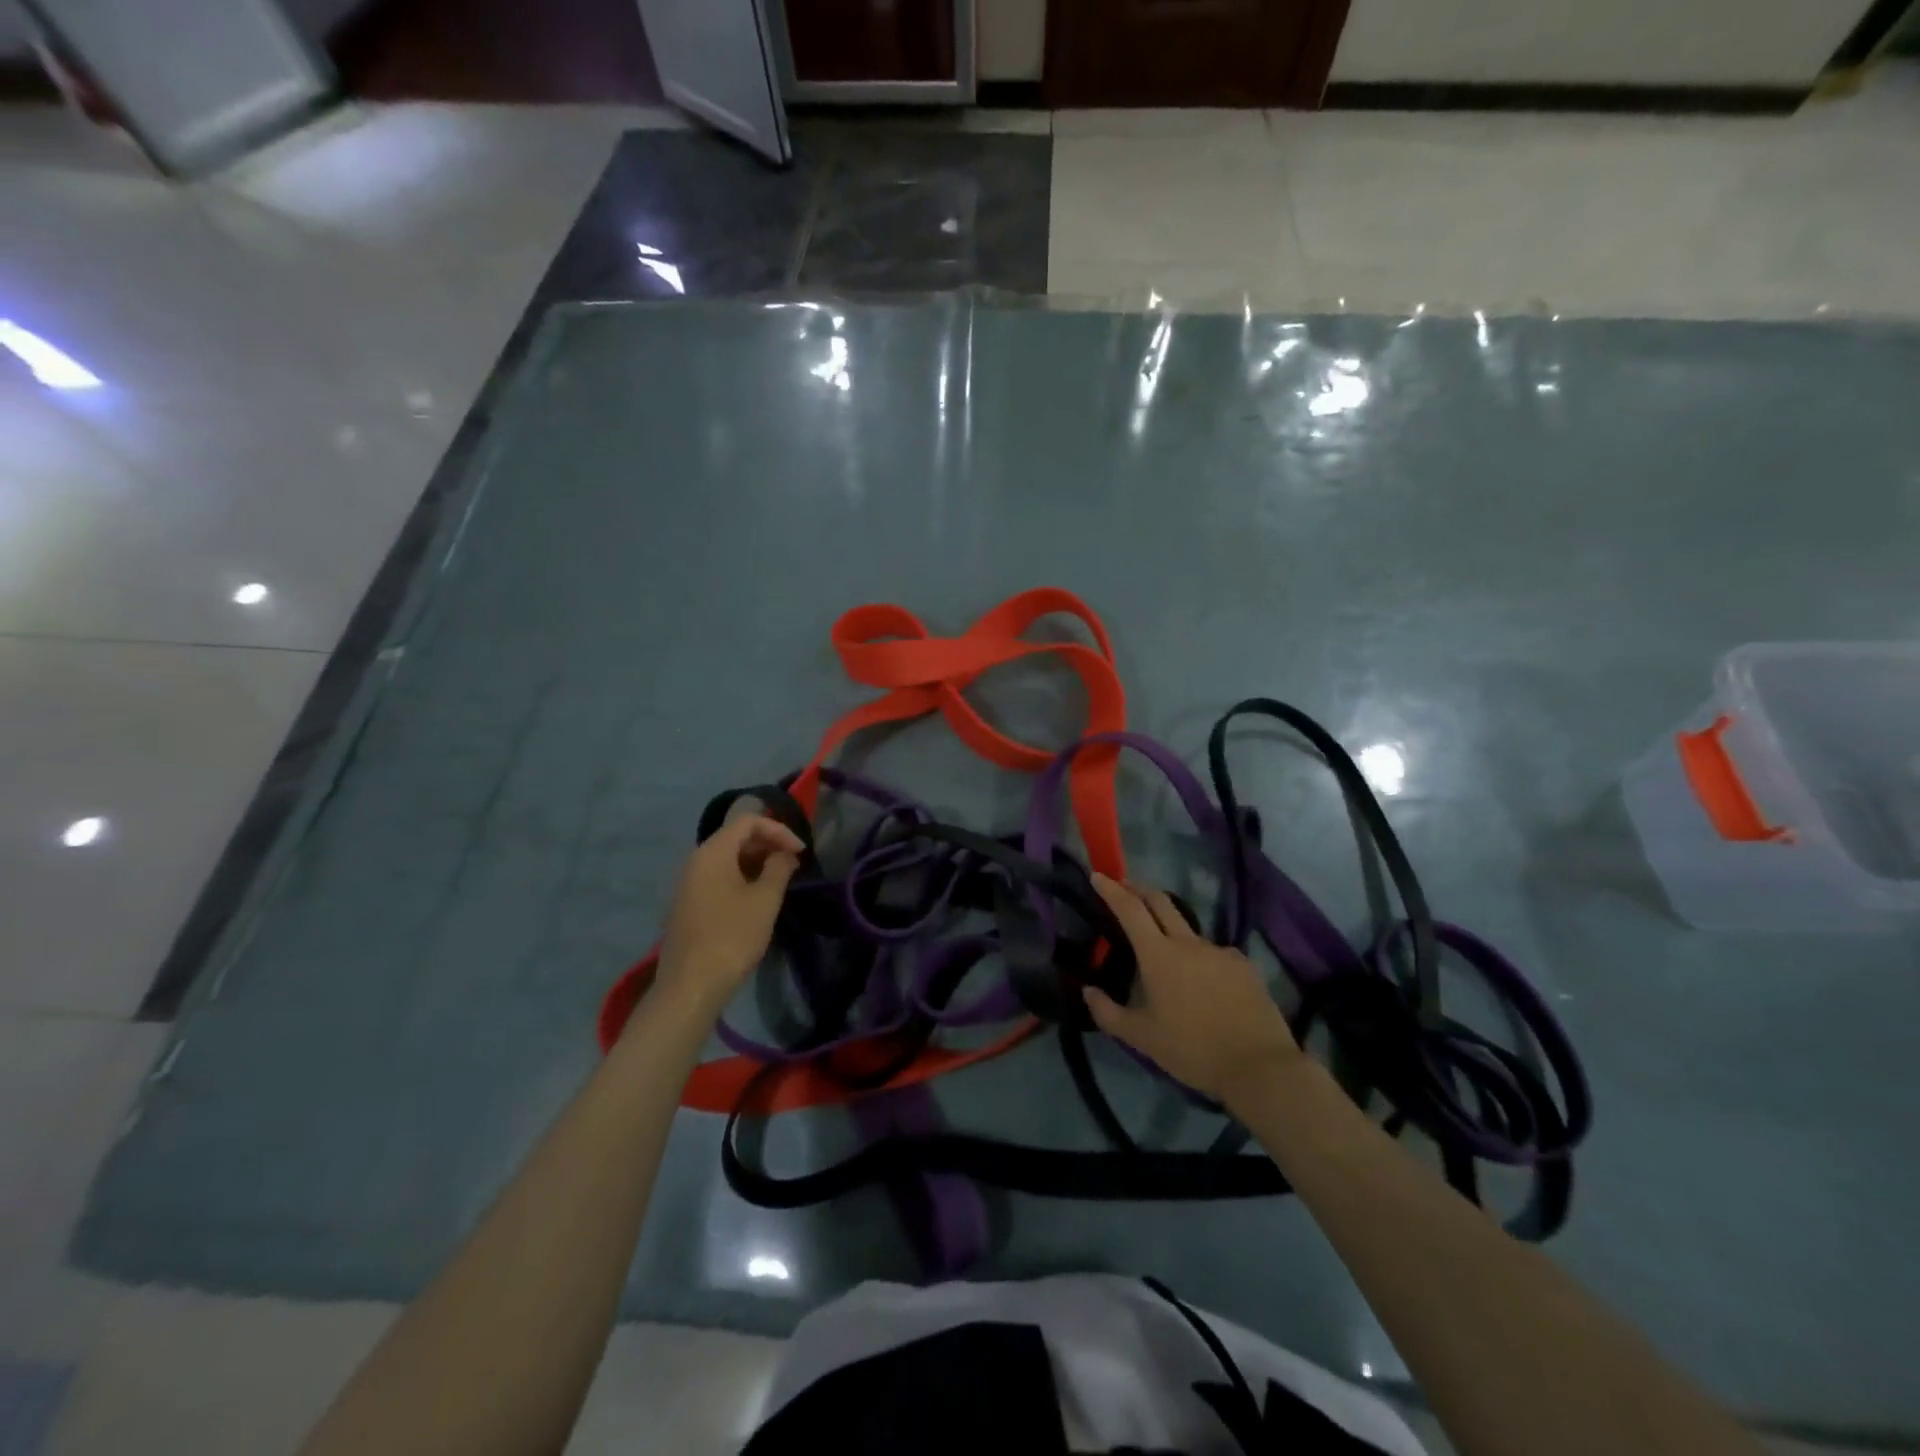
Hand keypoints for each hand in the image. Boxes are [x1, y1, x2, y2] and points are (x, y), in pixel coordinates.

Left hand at [656, 814, 803, 1013]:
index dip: (779, 830)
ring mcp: (688, 884)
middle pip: (735, 837)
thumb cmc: (732, 936)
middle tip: (794, 865)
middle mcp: (696, 861)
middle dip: (768, 845)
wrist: (690, 986)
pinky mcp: (689, 905)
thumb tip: (782, 854)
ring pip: (727, 859)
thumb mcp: (765, 900)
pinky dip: (742, 878)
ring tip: (781, 880)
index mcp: (712, 852)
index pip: (748, 821)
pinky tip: (758, 898)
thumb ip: (778, 868)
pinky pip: (719, 878)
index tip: (801, 852)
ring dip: (757, 863)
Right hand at [1084, 873, 1302, 1108]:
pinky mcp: (1243, 965)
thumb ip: (1108, 1013)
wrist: (1260, 1067)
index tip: (1098, 876)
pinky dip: (1199, 957)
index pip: (1130, 910)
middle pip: (1161, 902)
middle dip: (1139, 889)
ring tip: (1163, 951)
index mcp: (1159, 955)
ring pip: (1188, 930)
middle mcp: (1189, 944)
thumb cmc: (1192, 1050)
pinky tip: (1202, 981)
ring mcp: (1219, 952)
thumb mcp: (1141, 1038)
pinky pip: (1214, 953)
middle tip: (1124, 887)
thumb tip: (1087, 991)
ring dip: (1170, 928)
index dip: (1112, 890)